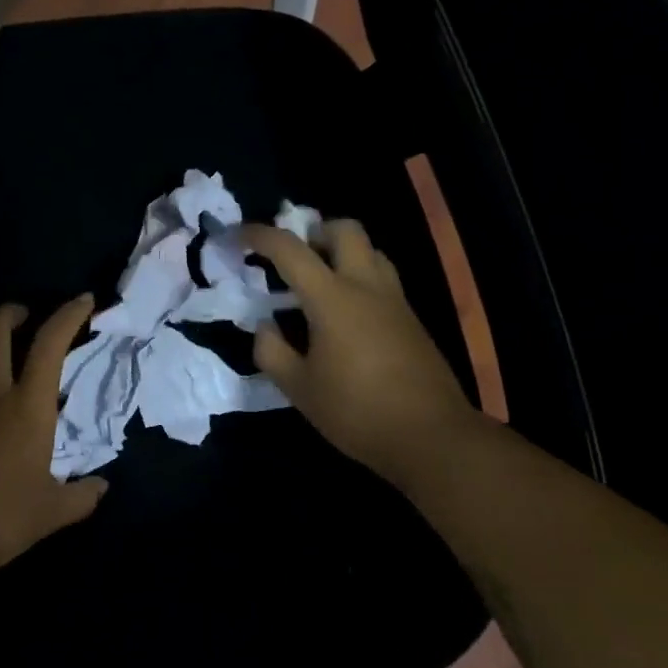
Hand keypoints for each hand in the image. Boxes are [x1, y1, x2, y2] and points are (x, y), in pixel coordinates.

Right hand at [241, 219, 477, 487]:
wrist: (431, 437)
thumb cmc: (356, 412)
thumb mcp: (298, 388)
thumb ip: (272, 351)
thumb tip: (265, 326)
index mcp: (332, 299)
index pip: (290, 250)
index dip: (258, 236)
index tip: (235, 236)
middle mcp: (366, 287)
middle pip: (345, 230)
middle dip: (314, 230)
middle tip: (293, 256)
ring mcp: (395, 301)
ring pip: (370, 250)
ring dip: (341, 251)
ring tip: (319, 281)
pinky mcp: (411, 319)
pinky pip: (383, 278)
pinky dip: (359, 277)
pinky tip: (345, 313)